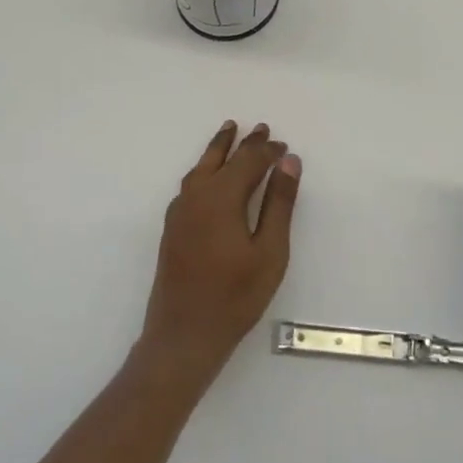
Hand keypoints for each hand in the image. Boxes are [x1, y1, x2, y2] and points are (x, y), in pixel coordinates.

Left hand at [139, 121, 299, 384]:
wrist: (183, 335)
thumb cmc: (235, 296)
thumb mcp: (270, 251)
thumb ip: (279, 203)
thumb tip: (288, 161)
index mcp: (221, 197)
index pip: (248, 161)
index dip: (267, 151)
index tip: (284, 146)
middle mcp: (196, 196)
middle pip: (221, 158)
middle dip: (242, 143)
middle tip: (259, 127)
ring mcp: (180, 212)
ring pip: (201, 168)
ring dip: (218, 150)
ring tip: (229, 132)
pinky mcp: (173, 228)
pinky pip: (191, 183)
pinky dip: (205, 168)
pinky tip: (209, 175)